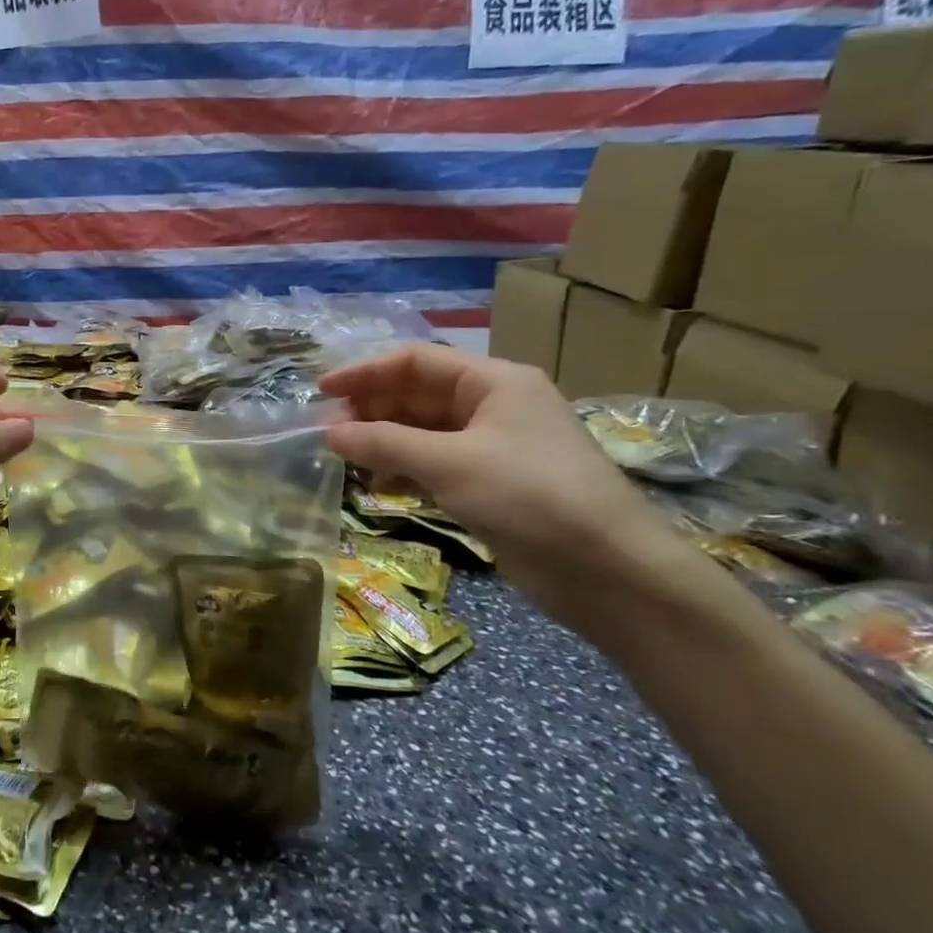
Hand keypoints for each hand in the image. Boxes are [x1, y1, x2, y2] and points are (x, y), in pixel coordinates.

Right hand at [319, 345, 706, 637]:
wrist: (609, 571)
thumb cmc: (530, 496)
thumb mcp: (449, 463)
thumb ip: (383, 443)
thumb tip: (328, 432)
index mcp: (494, 382)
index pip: (416, 361)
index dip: (365, 372)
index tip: (322, 390)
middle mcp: (494, 406)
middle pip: (418, 394)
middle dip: (372, 409)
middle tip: (330, 432)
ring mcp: (494, 446)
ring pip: (424, 431)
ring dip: (385, 440)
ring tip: (347, 458)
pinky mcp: (491, 484)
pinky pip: (436, 463)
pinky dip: (405, 468)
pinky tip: (380, 483)